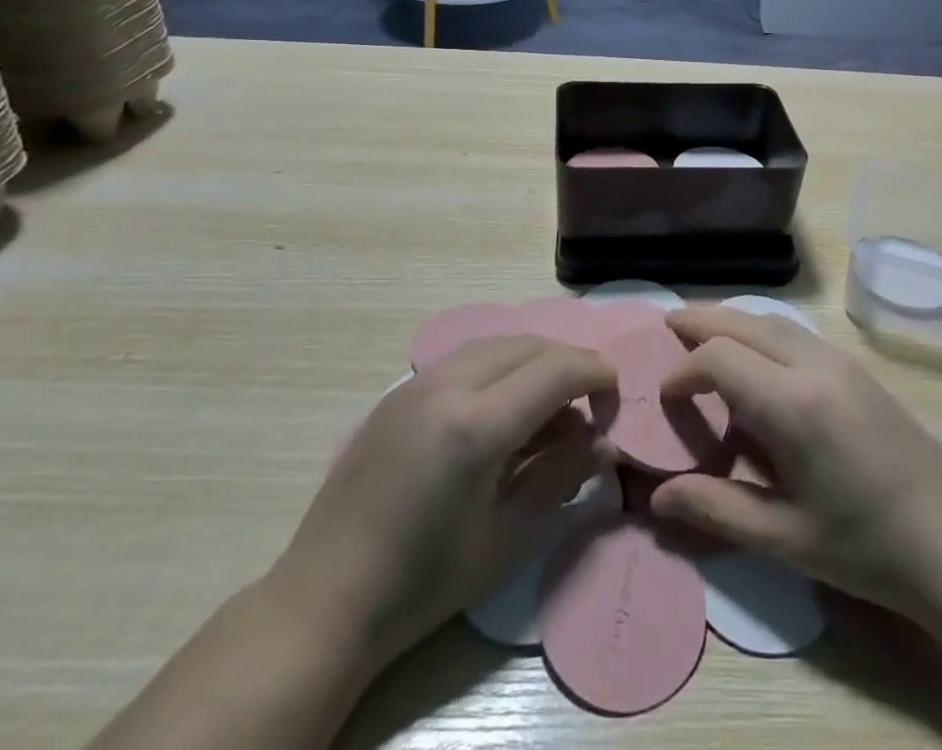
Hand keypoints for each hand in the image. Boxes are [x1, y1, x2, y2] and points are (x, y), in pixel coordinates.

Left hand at [269, 336, 612, 677]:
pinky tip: (503, 411)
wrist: (326, 598)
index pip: (557, 368)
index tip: (615, 399)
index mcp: (477, 424)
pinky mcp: (400, 390)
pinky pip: (467, 357)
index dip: (597, 374)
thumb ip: (561, 477)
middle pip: (530, 344)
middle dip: (570, 363)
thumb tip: (604, 442)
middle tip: (589, 405)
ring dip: (535, 361)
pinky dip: (500, 367)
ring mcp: (419, 381)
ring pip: (498, 343)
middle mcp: (449, 384)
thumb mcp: (506, 539)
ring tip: (550, 409)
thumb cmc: (423, 583)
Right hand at [649, 306, 941, 634]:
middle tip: (666, 327)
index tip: (666, 398)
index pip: (719, 357)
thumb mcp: (784, 539)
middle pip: (743, 321)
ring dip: (733, 322)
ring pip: (772, 320)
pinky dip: (762, 333)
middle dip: (700, 321)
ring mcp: (841, 361)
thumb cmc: (865, 548)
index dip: (684, 371)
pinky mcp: (858, 368)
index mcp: (793, 403)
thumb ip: (715, 509)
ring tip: (703, 338)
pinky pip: (796, 334)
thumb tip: (656, 496)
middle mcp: (815, 364)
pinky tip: (757, 364)